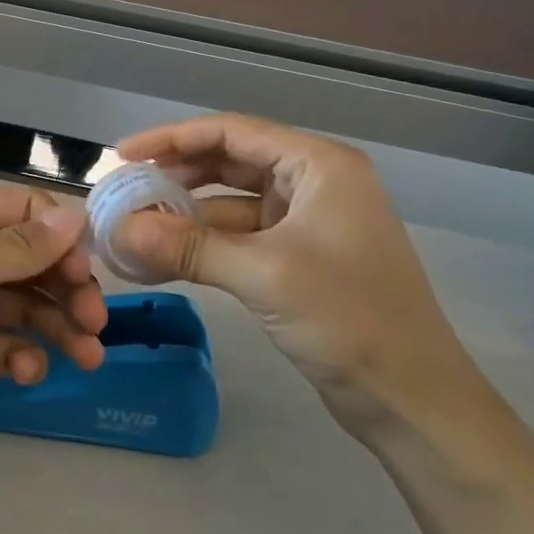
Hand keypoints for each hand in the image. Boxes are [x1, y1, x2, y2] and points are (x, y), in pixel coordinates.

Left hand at [0, 188, 105, 473]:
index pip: (25, 210)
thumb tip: (75, 215)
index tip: (87, 272)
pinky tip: (29, 372)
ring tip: (87, 358)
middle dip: (68, 287)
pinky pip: (5, 345)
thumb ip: (16, 246)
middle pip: (33, 260)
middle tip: (95, 324)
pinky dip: (24, 355)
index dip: (62, 236)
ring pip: (26, 305)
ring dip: (58, 325)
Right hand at [108, 114, 487, 437]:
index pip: (233, 132)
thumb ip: (188, 247)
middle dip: (177, 173)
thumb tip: (118, 230)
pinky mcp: (301, 257)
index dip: (173, 138)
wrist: (414, 402)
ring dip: (187, 211)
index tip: (123, 154)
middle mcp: (315, 182)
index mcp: (319, 166)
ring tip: (136, 222)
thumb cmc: (349, 320)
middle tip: (126, 187)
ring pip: (233, 201)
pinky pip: (241, 235)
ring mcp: (309, 221)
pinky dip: (205, 242)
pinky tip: (167, 255)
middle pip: (231, 161)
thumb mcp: (263, 276)